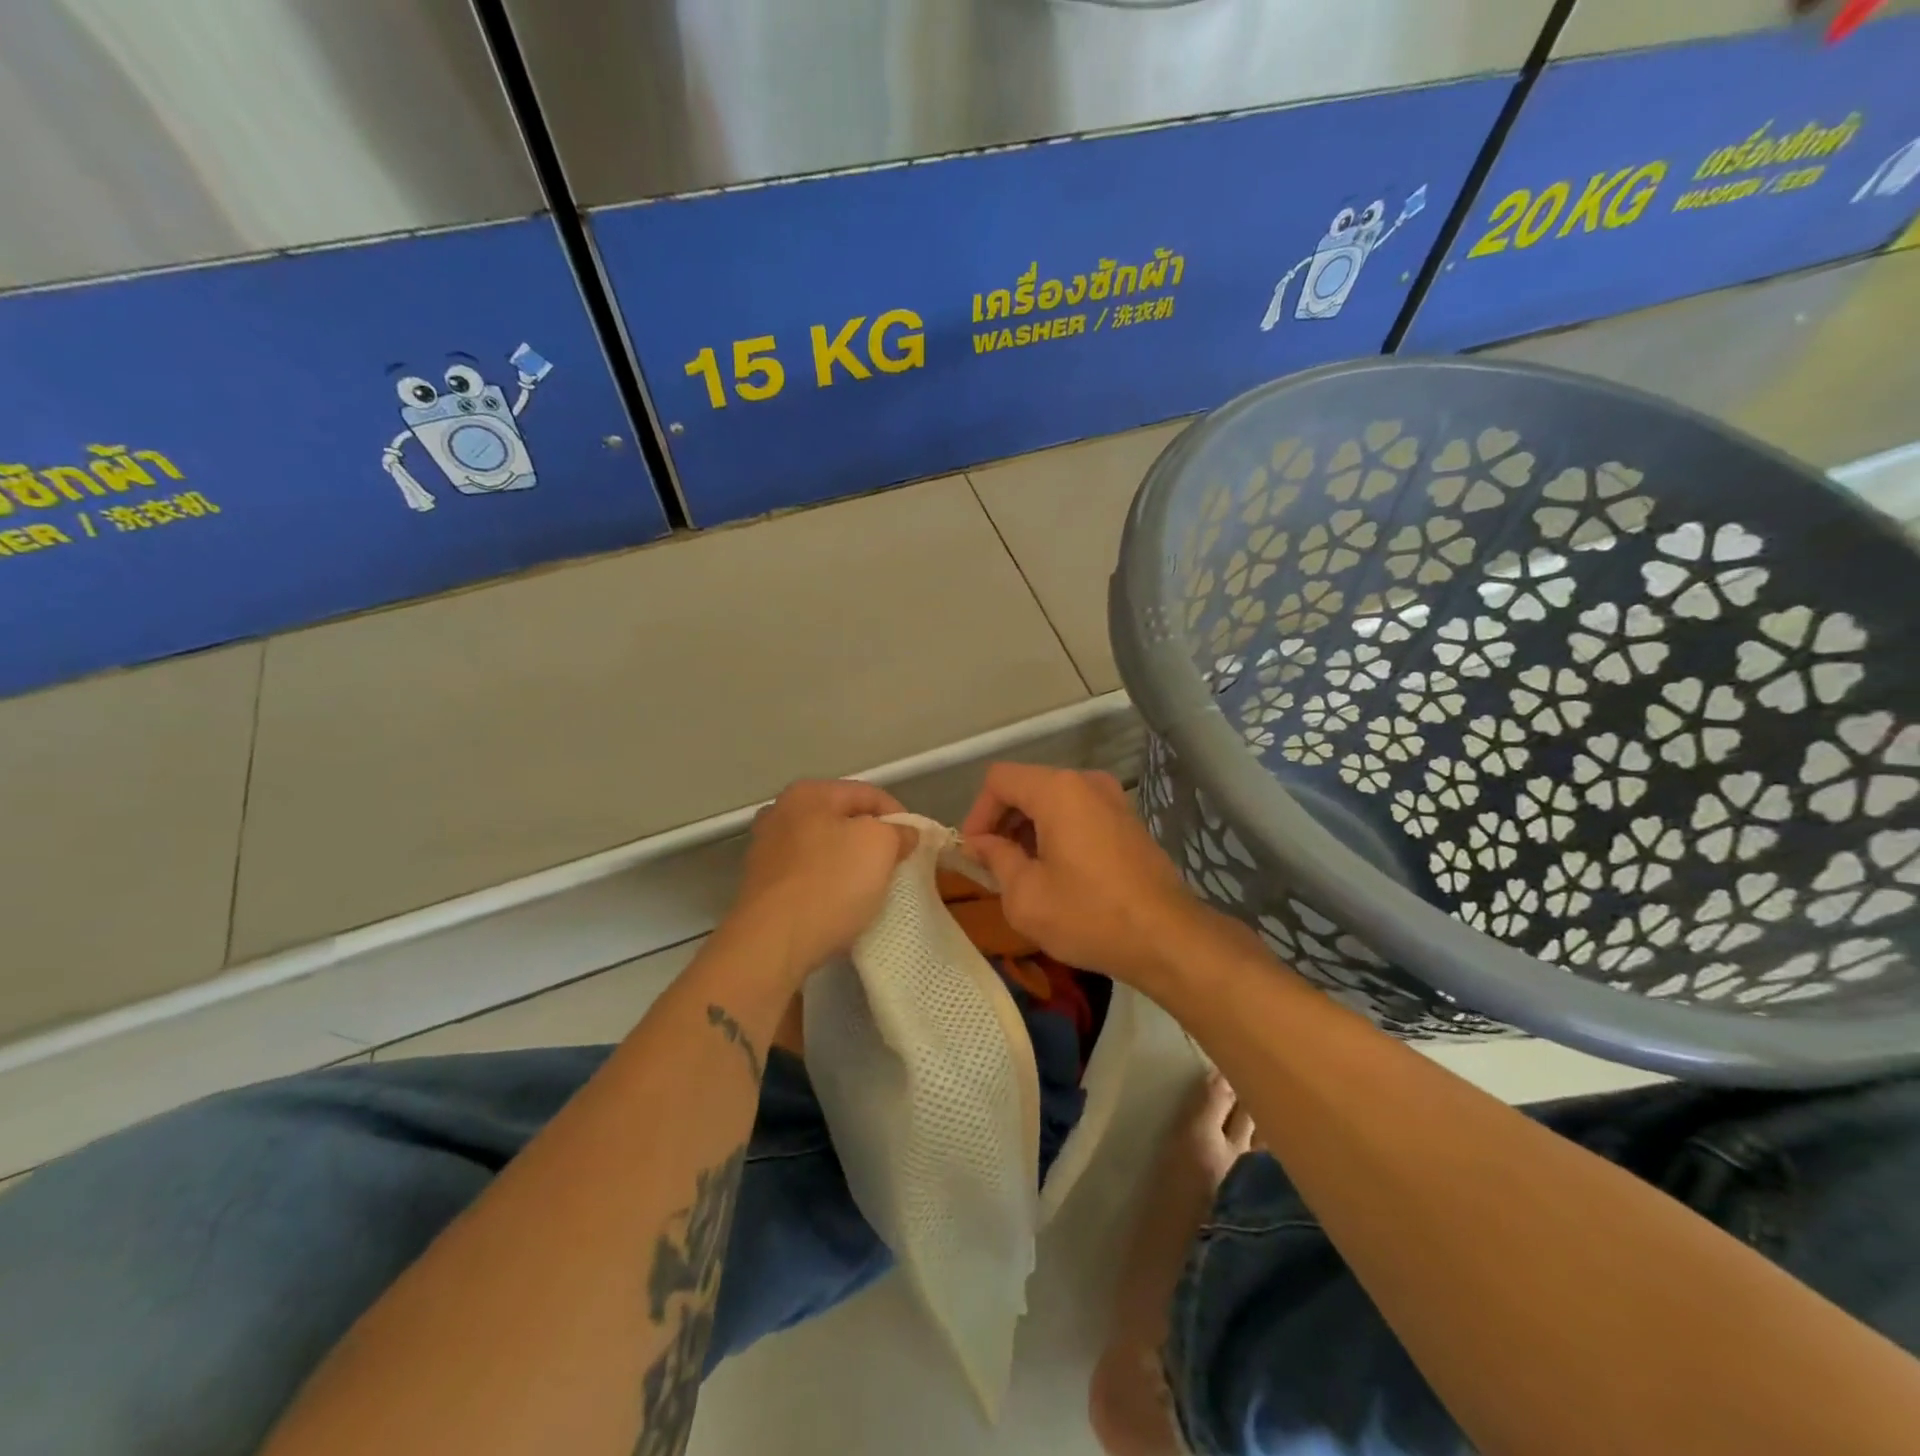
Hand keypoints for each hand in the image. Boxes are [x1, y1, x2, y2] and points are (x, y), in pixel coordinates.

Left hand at [727, 779, 917, 984]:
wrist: (772, 943)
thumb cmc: (831, 884)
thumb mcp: (880, 846)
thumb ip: (898, 831)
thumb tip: (903, 833)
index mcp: (808, 793)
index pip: (868, 794)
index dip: (900, 815)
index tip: (916, 844)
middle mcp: (780, 812)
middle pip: (842, 819)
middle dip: (872, 839)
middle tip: (896, 864)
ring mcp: (765, 849)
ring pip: (824, 848)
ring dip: (849, 863)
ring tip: (871, 888)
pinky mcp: (761, 885)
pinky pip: (807, 876)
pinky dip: (827, 884)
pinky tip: (840, 905)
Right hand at [960, 763, 1217, 989]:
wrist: (1167, 938)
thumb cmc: (1089, 915)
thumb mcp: (1026, 896)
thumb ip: (996, 859)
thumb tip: (982, 844)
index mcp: (1058, 790)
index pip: (999, 780)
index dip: (978, 813)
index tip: (975, 853)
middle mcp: (1087, 782)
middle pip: (1028, 786)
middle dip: (1003, 821)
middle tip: (994, 864)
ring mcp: (1113, 799)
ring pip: (1054, 800)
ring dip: (1030, 829)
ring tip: (1023, 872)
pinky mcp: (1128, 820)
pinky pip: (1079, 813)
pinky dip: (1058, 832)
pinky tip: (1058, 873)